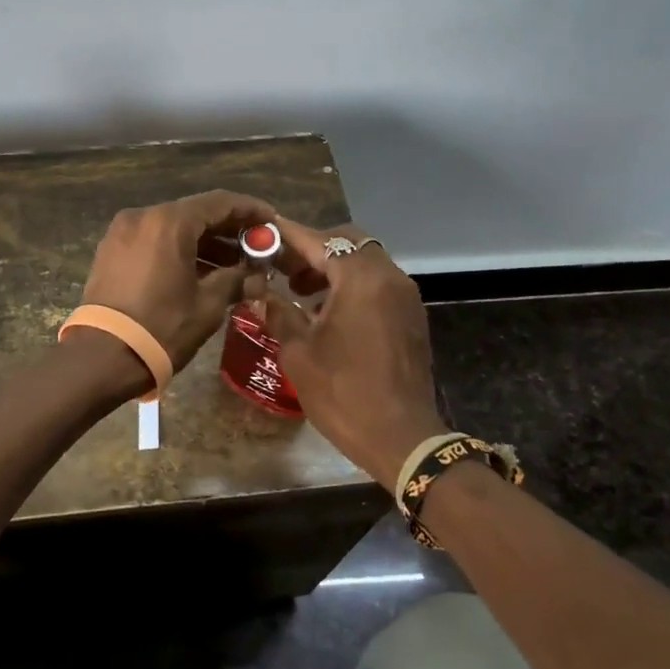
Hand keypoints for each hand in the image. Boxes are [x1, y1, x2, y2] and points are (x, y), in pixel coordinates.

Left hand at [81, 190, 276, 371]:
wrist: (102, 356)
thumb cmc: (162, 327)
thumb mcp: (208, 305)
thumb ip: (236, 279)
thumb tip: (257, 275)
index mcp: (169, 222)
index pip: (219, 202)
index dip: (249, 210)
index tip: (271, 221)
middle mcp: (143, 216)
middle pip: (194, 213)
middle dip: (227, 229)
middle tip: (255, 247)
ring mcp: (122, 232)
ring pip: (173, 228)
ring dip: (203, 242)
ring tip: (232, 266)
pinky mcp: (111, 251)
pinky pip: (153, 241)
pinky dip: (177, 250)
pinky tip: (199, 271)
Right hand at [246, 220, 443, 483]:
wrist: (402, 440)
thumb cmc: (344, 393)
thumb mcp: (299, 353)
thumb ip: (278, 312)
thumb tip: (258, 293)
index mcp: (362, 279)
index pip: (320, 241)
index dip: (288, 234)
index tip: (264, 228)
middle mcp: (389, 277)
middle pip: (349, 242)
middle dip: (314, 248)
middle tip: (282, 265)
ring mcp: (405, 296)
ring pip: (366, 261)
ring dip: (333, 266)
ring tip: (300, 291)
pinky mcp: (411, 316)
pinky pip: (378, 282)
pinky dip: (353, 283)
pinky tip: (327, 310)